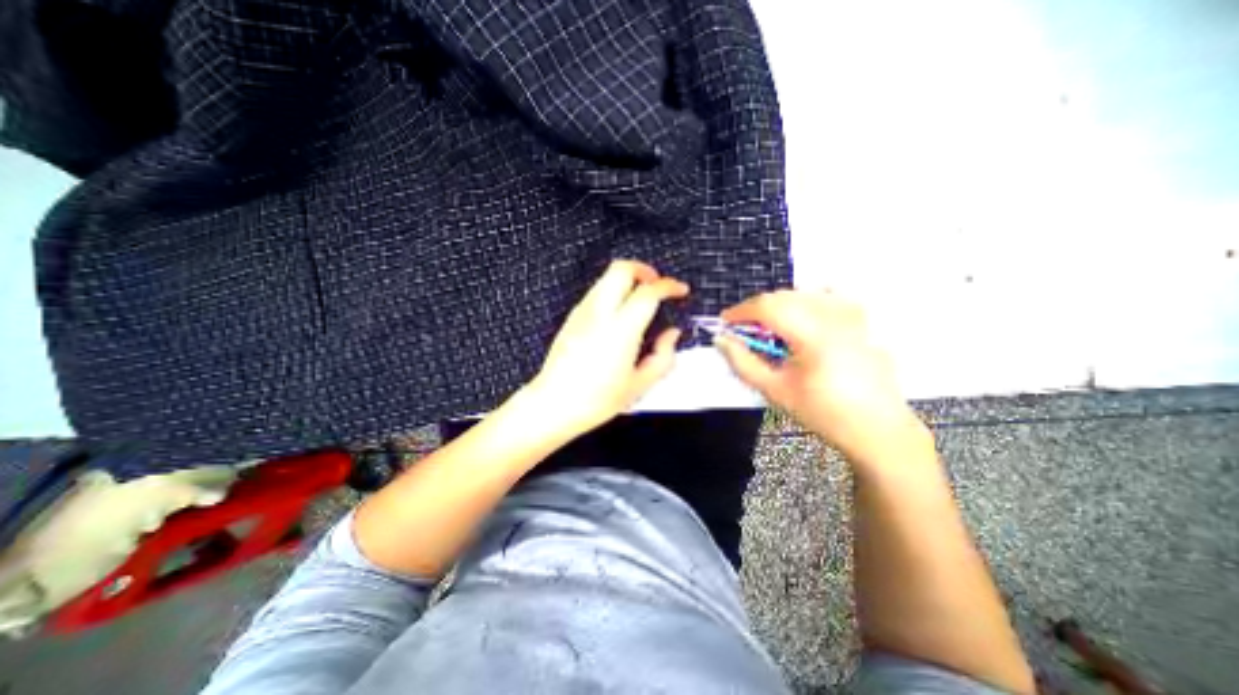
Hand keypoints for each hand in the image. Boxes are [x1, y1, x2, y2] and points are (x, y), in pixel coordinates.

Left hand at [527, 257, 691, 435]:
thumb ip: (663, 356)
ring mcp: (582, 312)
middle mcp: (599, 313)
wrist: (553, 405)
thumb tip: (672, 335)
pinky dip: (613, 291)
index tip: (680, 290)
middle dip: (644, 270)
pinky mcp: (572, 317)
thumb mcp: (640, 385)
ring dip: (628, 280)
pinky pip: (596, 291)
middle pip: (621, 269)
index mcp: (620, 330)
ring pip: (607, 277)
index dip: (669, 286)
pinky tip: (620, 314)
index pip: (648, 292)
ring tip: (641, 300)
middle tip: (658, 286)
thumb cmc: (597, 400)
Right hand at [713, 288, 924, 467]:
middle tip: (743, 330)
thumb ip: (743, 362)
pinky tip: (802, 317)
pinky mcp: (861, 317)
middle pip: (783, 296)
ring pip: (802, 293)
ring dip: (778, 305)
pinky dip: (806, 299)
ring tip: (770, 329)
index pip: (768, 307)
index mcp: (813, 335)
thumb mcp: (775, 390)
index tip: (724, 322)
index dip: (740, 311)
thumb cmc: (822, 412)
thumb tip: (722, 339)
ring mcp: (852, 313)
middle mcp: (834, 315)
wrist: (875, 426)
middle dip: (756, 309)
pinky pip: (827, 294)